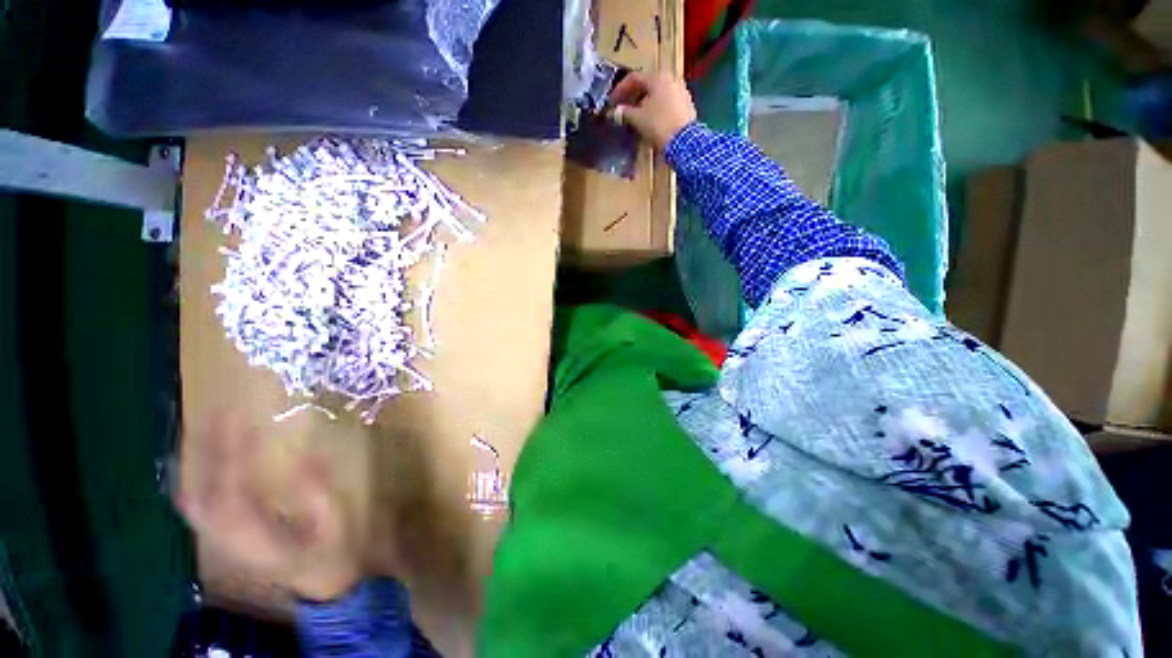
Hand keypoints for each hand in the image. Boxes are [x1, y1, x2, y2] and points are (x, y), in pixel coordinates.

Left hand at [177, 413, 362, 601]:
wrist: (316, 585)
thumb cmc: (328, 553)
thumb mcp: (332, 525)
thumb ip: (318, 493)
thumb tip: (308, 454)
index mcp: (255, 538)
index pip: (233, 492)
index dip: (236, 457)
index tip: (249, 422)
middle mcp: (226, 539)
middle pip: (201, 492)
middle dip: (206, 450)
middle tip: (219, 411)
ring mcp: (218, 538)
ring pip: (191, 496)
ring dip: (195, 460)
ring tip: (204, 424)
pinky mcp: (221, 534)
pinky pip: (196, 503)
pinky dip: (193, 477)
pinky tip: (198, 459)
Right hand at [609, 71, 697, 149]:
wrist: (684, 141)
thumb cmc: (658, 124)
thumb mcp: (638, 119)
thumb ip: (625, 112)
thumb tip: (616, 111)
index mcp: (657, 77)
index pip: (634, 77)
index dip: (620, 89)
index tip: (612, 102)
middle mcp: (671, 79)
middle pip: (647, 84)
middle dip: (633, 96)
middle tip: (623, 107)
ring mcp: (681, 91)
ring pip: (658, 94)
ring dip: (645, 102)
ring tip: (636, 115)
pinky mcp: (686, 105)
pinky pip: (666, 102)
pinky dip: (656, 108)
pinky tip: (651, 119)